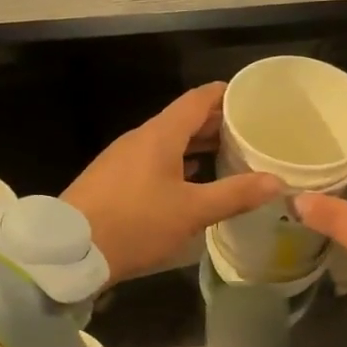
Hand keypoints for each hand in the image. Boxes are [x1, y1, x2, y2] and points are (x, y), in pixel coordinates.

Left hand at [64, 83, 283, 284]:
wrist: (69, 251)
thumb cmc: (135, 224)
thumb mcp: (191, 212)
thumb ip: (235, 194)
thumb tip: (277, 181)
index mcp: (160, 135)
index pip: (198, 98)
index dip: (226, 94)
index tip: (252, 98)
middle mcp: (140, 138)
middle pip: (183, 118)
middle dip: (216, 122)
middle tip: (249, 131)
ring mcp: (123, 158)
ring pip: (168, 141)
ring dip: (197, 144)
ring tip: (228, 155)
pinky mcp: (113, 179)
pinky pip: (153, 159)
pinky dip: (178, 162)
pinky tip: (191, 180)